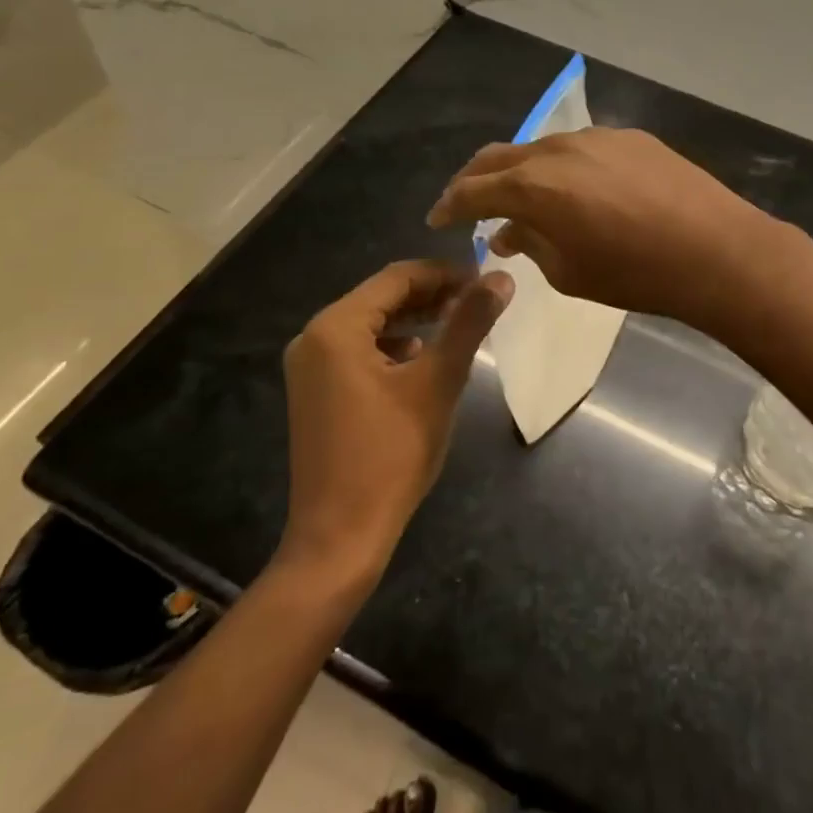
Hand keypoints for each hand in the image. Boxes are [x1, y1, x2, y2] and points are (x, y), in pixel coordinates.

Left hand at [280, 260, 511, 577]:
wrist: (339, 539)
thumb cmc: (391, 454)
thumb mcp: (438, 382)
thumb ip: (469, 323)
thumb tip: (502, 278)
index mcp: (336, 327)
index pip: (397, 278)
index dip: (445, 273)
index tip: (485, 280)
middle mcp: (314, 338)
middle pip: (381, 298)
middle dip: (431, 295)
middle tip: (477, 301)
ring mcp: (310, 367)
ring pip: (371, 324)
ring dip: (415, 318)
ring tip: (458, 324)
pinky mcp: (315, 392)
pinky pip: (358, 351)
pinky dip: (394, 345)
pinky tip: (422, 357)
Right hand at [424, 128, 774, 328]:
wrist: (716, 250)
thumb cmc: (636, 274)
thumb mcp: (569, 274)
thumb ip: (531, 245)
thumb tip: (510, 232)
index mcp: (533, 186)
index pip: (473, 190)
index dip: (449, 206)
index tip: (437, 219)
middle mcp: (557, 149)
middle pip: (499, 157)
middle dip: (475, 180)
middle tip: (468, 204)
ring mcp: (596, 137)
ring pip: (540, 148)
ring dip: (522, 172)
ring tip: (525, 199)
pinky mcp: (629, 137)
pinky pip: (580, 148)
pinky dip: (562, 167)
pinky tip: (576, 189)